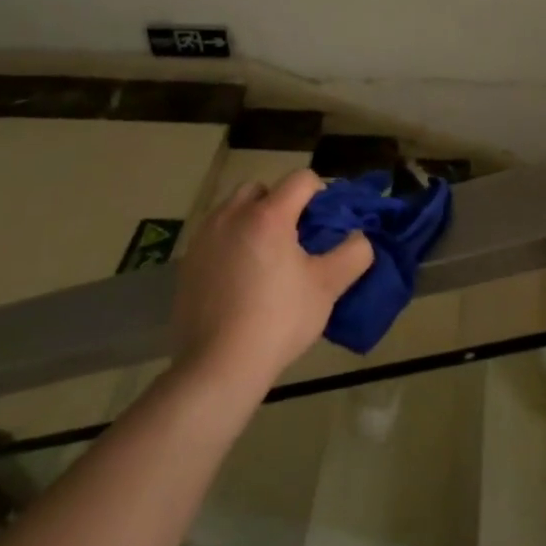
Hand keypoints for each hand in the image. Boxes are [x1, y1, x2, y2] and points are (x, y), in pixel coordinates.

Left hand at [169, 170, 374, 388]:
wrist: (218, 367)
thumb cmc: (278, 320)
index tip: (323, 224)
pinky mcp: (187, 262)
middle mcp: (232, 215)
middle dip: (281, 204)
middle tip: (294, 239)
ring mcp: (204, 238)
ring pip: (234, 210)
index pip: (301, 179)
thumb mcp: (328, 287)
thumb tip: (358, 238)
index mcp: (268, 215)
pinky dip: (230, 244)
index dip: (320, 194)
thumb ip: (354, 253)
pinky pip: (215, 236)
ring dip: (252, 221)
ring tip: (265, 259)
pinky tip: (239, 280)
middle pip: (262, 189)